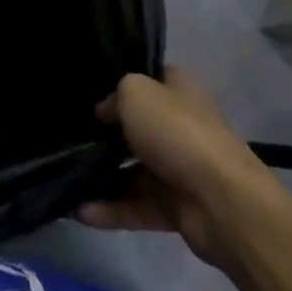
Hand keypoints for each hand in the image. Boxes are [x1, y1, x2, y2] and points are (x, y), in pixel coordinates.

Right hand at [78, 67, 287, 266]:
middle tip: (69, 134)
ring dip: (102, 176)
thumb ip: (113, 97)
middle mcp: (179, 126)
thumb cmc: (177, 133)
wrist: (224, 203)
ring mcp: (178, 169)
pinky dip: (111, 209)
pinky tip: (81, 211)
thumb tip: (105, 115)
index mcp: (177, 91)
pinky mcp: (176, 208)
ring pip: (132, 169)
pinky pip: (136, 205)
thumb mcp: (134, 93)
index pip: (145, 79)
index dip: (117, 82)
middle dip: (104, 132)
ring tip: (67, 177)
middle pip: (135, 126)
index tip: (87, 90)